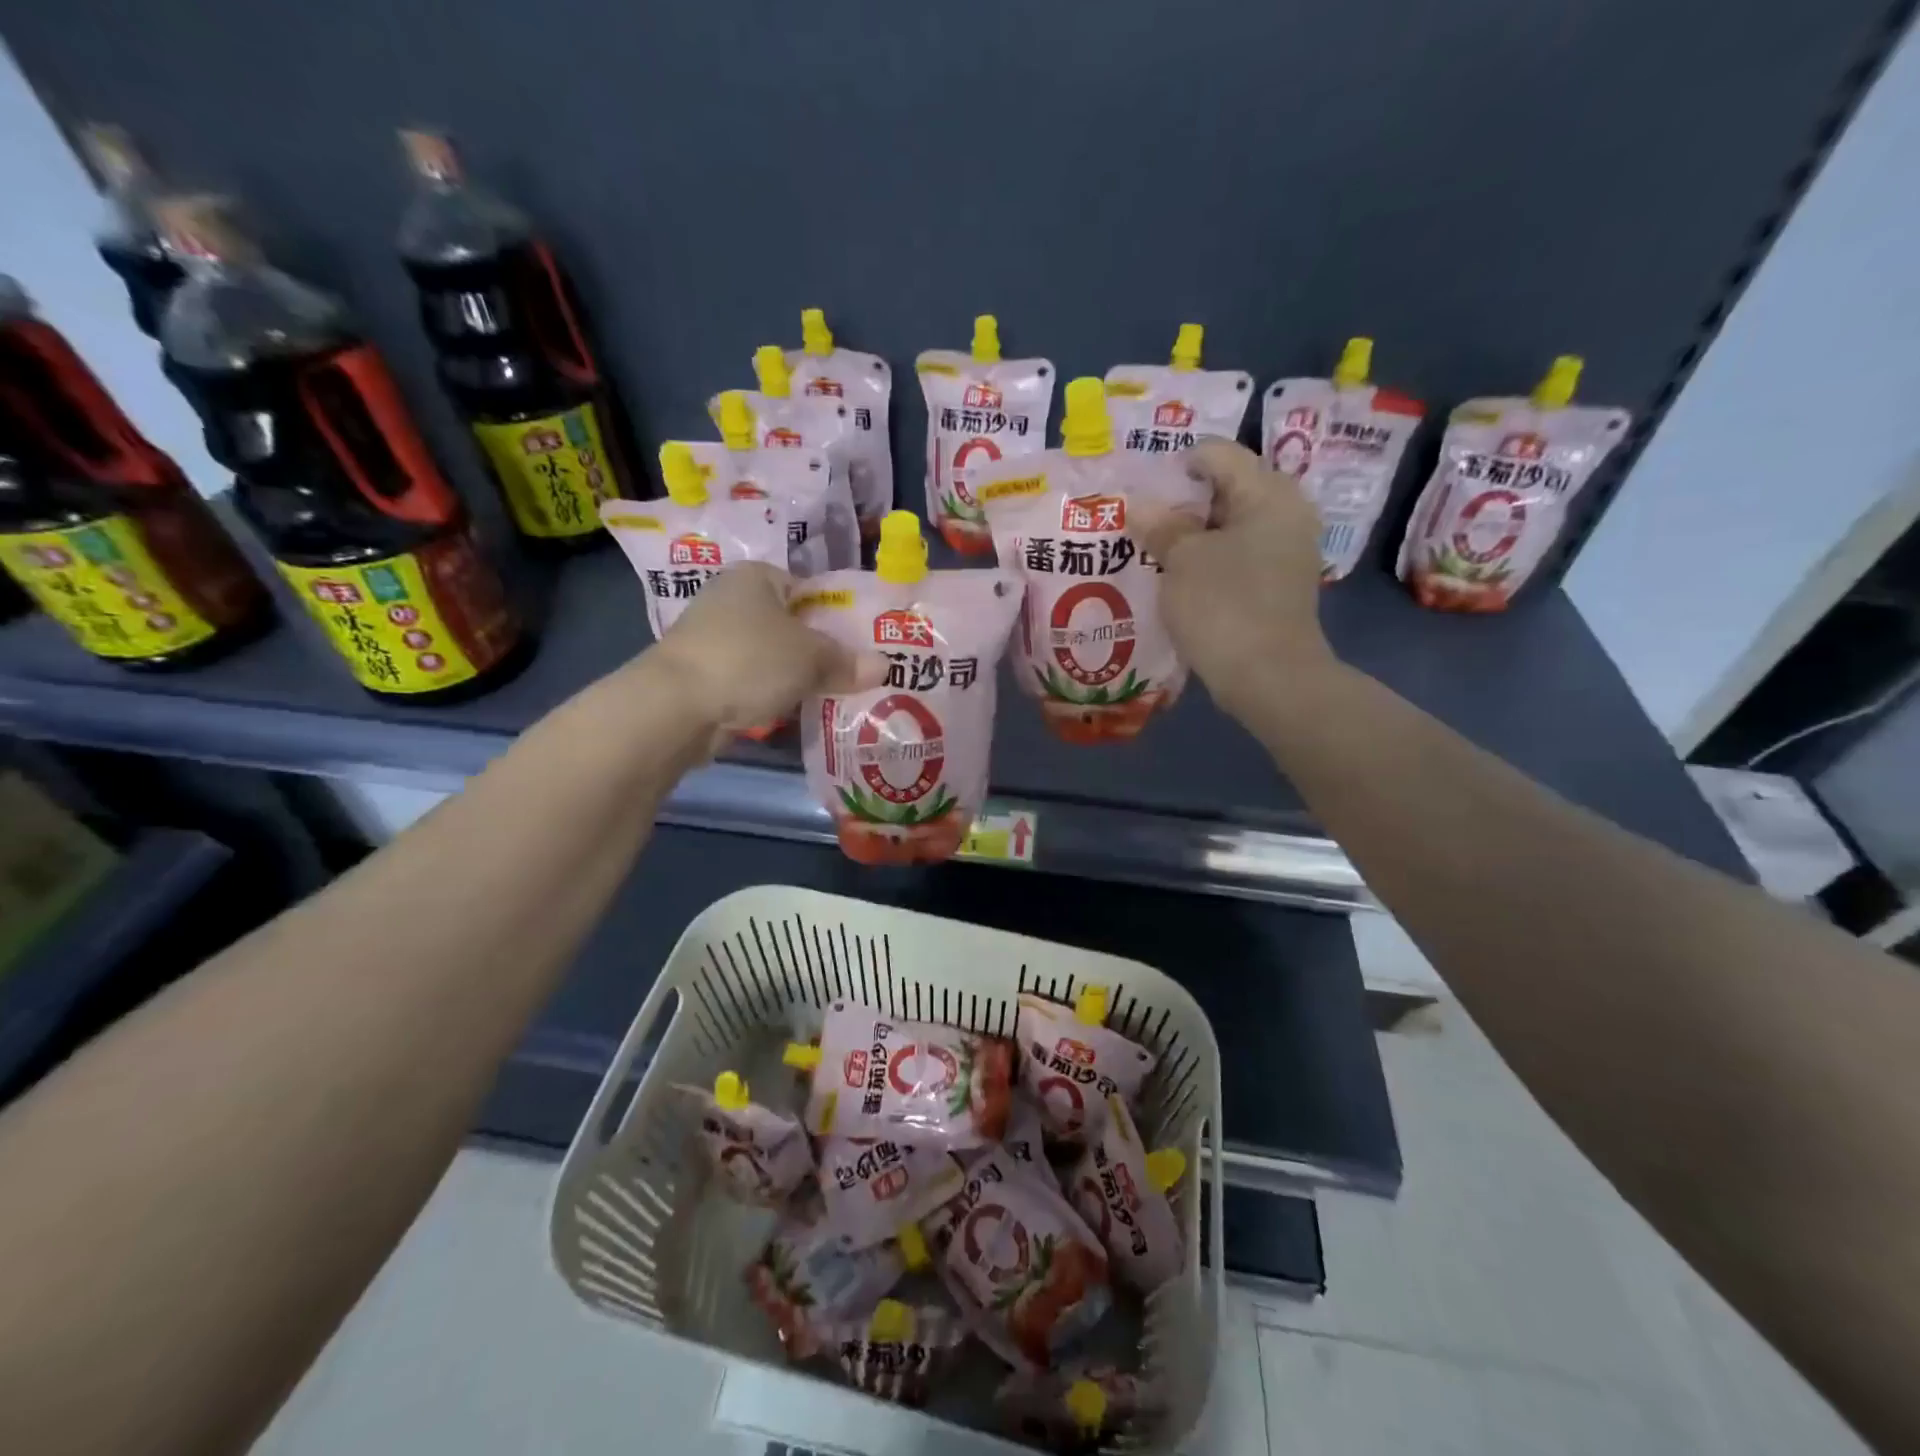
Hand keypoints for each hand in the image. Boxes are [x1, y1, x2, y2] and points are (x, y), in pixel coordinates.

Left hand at [648, 563, 884, 739]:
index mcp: (756, 576)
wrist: (676, 706)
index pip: (808, 589)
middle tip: (854, 673)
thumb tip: (886, 668)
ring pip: (772, 655)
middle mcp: (732, 599)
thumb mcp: (811, 658)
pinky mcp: (705, 675)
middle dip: (820, 650)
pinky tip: (796, 710)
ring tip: (834, 694)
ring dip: (796, 675)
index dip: (837, 615)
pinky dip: (772, 693)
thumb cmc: (749, 660)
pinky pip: (753, 680)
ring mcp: (714, 638)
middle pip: (791, 624)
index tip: (861, 643)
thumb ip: (847, 662)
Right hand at [1139, 440, 1334, 722]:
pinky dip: (1205, 560)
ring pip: (1227, 526)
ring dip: (1189, 535)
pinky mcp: (1275, 584)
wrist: (1269, 678)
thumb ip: (1161, 525)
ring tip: (1149, 550)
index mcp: (1268, 493)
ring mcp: (1284, 550)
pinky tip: (1174, 577)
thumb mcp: (1182, 560)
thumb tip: (1139, 505)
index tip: (1139, 491)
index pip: (1217, 454)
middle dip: (1179, 503)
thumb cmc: (1225, 606)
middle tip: (1138, 521)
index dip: (1173, 466)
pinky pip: (1234, 556)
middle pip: (1224, 488)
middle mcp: (1285, 512)